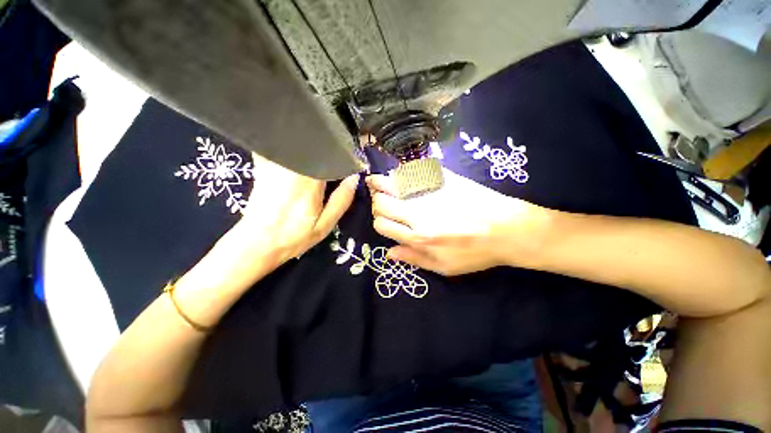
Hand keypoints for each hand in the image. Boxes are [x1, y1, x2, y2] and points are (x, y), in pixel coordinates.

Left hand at [185, 154, 358, 293]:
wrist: (257, 242)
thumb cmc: (294, 236)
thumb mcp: (325, 225)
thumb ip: (342, 200)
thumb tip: (354, 178)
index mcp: (310, 180)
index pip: (330, 155)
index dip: (343, 154)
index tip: (351, 159)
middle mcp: (292, 166)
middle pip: (315, 146)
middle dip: (329, 148)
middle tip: (339, 155)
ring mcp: (276, 164)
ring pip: (299, 146)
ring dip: (313, 148)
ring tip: (323, 155)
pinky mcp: (265, 165)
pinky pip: (283, 149)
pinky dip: (295, 149)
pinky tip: (300, 155)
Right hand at [367, 169, 552, 275]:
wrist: (507, 229)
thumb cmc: (476, 253)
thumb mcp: (444, 267)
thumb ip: (414, 259)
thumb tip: (388, 253)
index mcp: (418, 237)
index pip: (382, 225)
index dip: (379, 222)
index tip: (385, 220)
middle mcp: (418, 213)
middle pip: (381, 203)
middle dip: (377, 202)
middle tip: (382, 201)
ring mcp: (429, 193)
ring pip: (392, 183)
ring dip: (381, 183)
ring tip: (378, 181)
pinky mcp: (441, 179)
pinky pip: (413, 171)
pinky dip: (401, 173)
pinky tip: (401, 175)